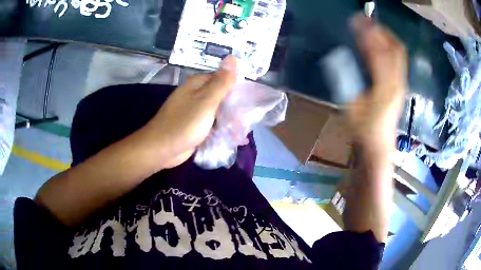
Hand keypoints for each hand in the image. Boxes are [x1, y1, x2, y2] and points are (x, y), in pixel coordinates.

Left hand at [141, 56, 237, 168]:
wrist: (161, 149)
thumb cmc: (184, 123)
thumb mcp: (206, 101)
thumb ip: (222, 82)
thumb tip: (234, 57)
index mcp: (197, 85)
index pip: (223, 78)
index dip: (237, 87)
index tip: (249, 100)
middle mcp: (195, 95)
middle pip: (221, 96)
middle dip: (234, 108)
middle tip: (244, 121)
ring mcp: (194, 112)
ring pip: (217, 112)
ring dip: (229, 121)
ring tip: (241, 134)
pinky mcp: (194, 126)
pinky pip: (211, 124)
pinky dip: (221, 130)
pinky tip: (232, 139)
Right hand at [346, 14, 406, 151]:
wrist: (380, 145)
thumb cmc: (364, 130)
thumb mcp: (351, 108)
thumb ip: (347, 81)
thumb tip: (341, 56)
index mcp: (384, 89)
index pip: (378, 54)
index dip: (367, 35)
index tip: (355, 21)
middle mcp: (397, 83)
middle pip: (394, 49)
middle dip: (379, 30)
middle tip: (364, 19)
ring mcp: (402, 83)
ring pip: (399, 52)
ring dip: (386, 35)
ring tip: (371, 25)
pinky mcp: (401, 84)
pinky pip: (398, 59)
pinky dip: (389, 45)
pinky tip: (380, 40)